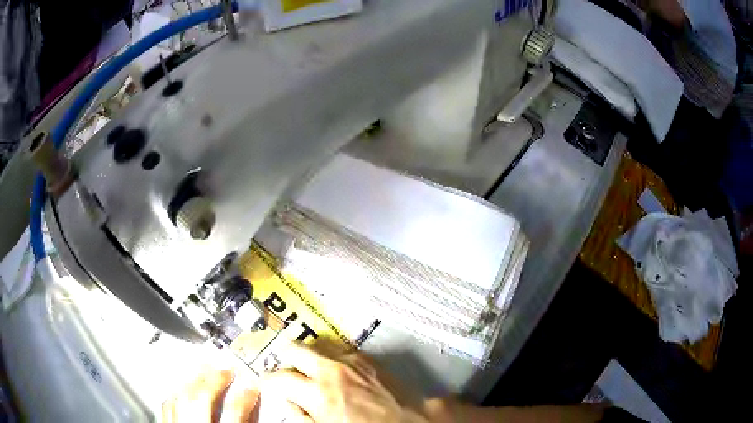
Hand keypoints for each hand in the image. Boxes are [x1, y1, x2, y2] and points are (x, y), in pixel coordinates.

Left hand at [162, 368, 259, 422]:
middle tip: (226, 366)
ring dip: (193, 379)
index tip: (253, 383)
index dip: (245, 394)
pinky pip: (168, 405)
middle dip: (215, 377)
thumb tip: (253, 408)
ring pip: (181, 395)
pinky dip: (176, 393)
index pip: (235, 410)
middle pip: (202, 396)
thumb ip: (244, 422)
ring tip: (203, 368)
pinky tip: (181, 387)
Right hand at [262, 343, 428, 422]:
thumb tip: (287, 401)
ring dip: (308, 354)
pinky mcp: (367, 358)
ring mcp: (351, 361)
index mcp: (318, 394)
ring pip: (317, 343)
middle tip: (285, 369)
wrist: (410, 421)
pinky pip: (339, 349)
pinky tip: (333, 368)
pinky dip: (330, 355)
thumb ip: (301, 415)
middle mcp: (332, 371)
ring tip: (307, 366)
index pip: (279, 378)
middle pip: (295, 349)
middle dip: (284, 357)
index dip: (267, 380)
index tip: (266, 382)